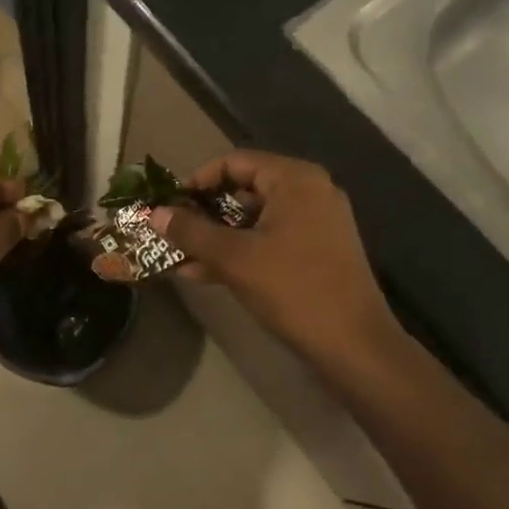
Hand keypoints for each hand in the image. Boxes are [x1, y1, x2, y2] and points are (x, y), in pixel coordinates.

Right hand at [152, 150, 401, 366]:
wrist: (356, 347)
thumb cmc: (293, 289)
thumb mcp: (234, 258)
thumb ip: (191, 232)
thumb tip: (153, 214)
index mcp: (295, 179)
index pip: (234, 162)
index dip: (197, 181)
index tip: (170, 205)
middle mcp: (310, 191)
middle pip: (245, 189)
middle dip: (205, 213)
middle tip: (173, 232)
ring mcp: (318, 222)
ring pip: (256, 218)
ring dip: (219, 236)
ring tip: (182, 258)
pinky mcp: (320, 250)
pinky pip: (271, 238)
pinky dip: (242, 250)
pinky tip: (207, 273)